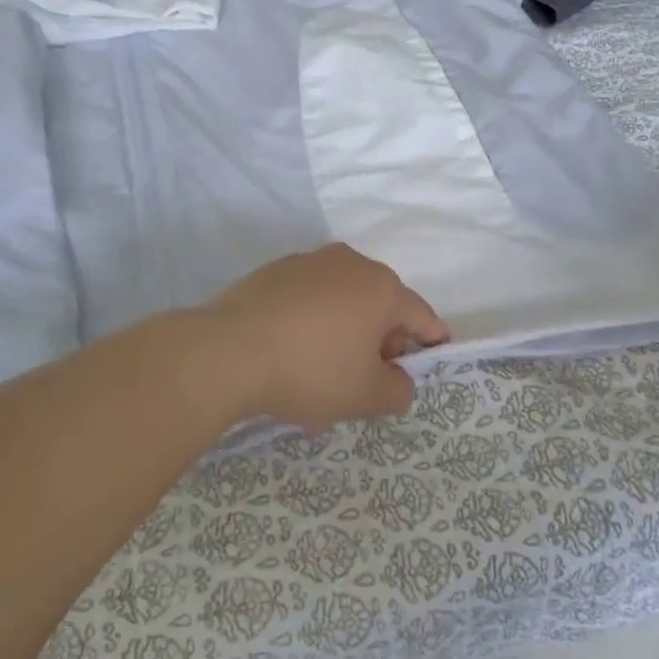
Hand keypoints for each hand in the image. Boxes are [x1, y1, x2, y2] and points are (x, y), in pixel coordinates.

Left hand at [197, 245, 449, 431]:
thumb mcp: (365, 396)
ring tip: (323, 377)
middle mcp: (351, 263)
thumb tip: (398, 381)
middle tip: (366, 381)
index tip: (422, 367)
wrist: (228, 351)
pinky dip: (312, 324)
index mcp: (382, 288)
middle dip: (381, 343)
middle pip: (381, 306)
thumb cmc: (311, 370)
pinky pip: (309, 299)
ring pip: (342, 303)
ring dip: (344, 335)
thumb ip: (398, 391)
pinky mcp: (275, 271)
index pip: (422, 316)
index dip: (429, 344)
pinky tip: (292, 357)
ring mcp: (310, 262)